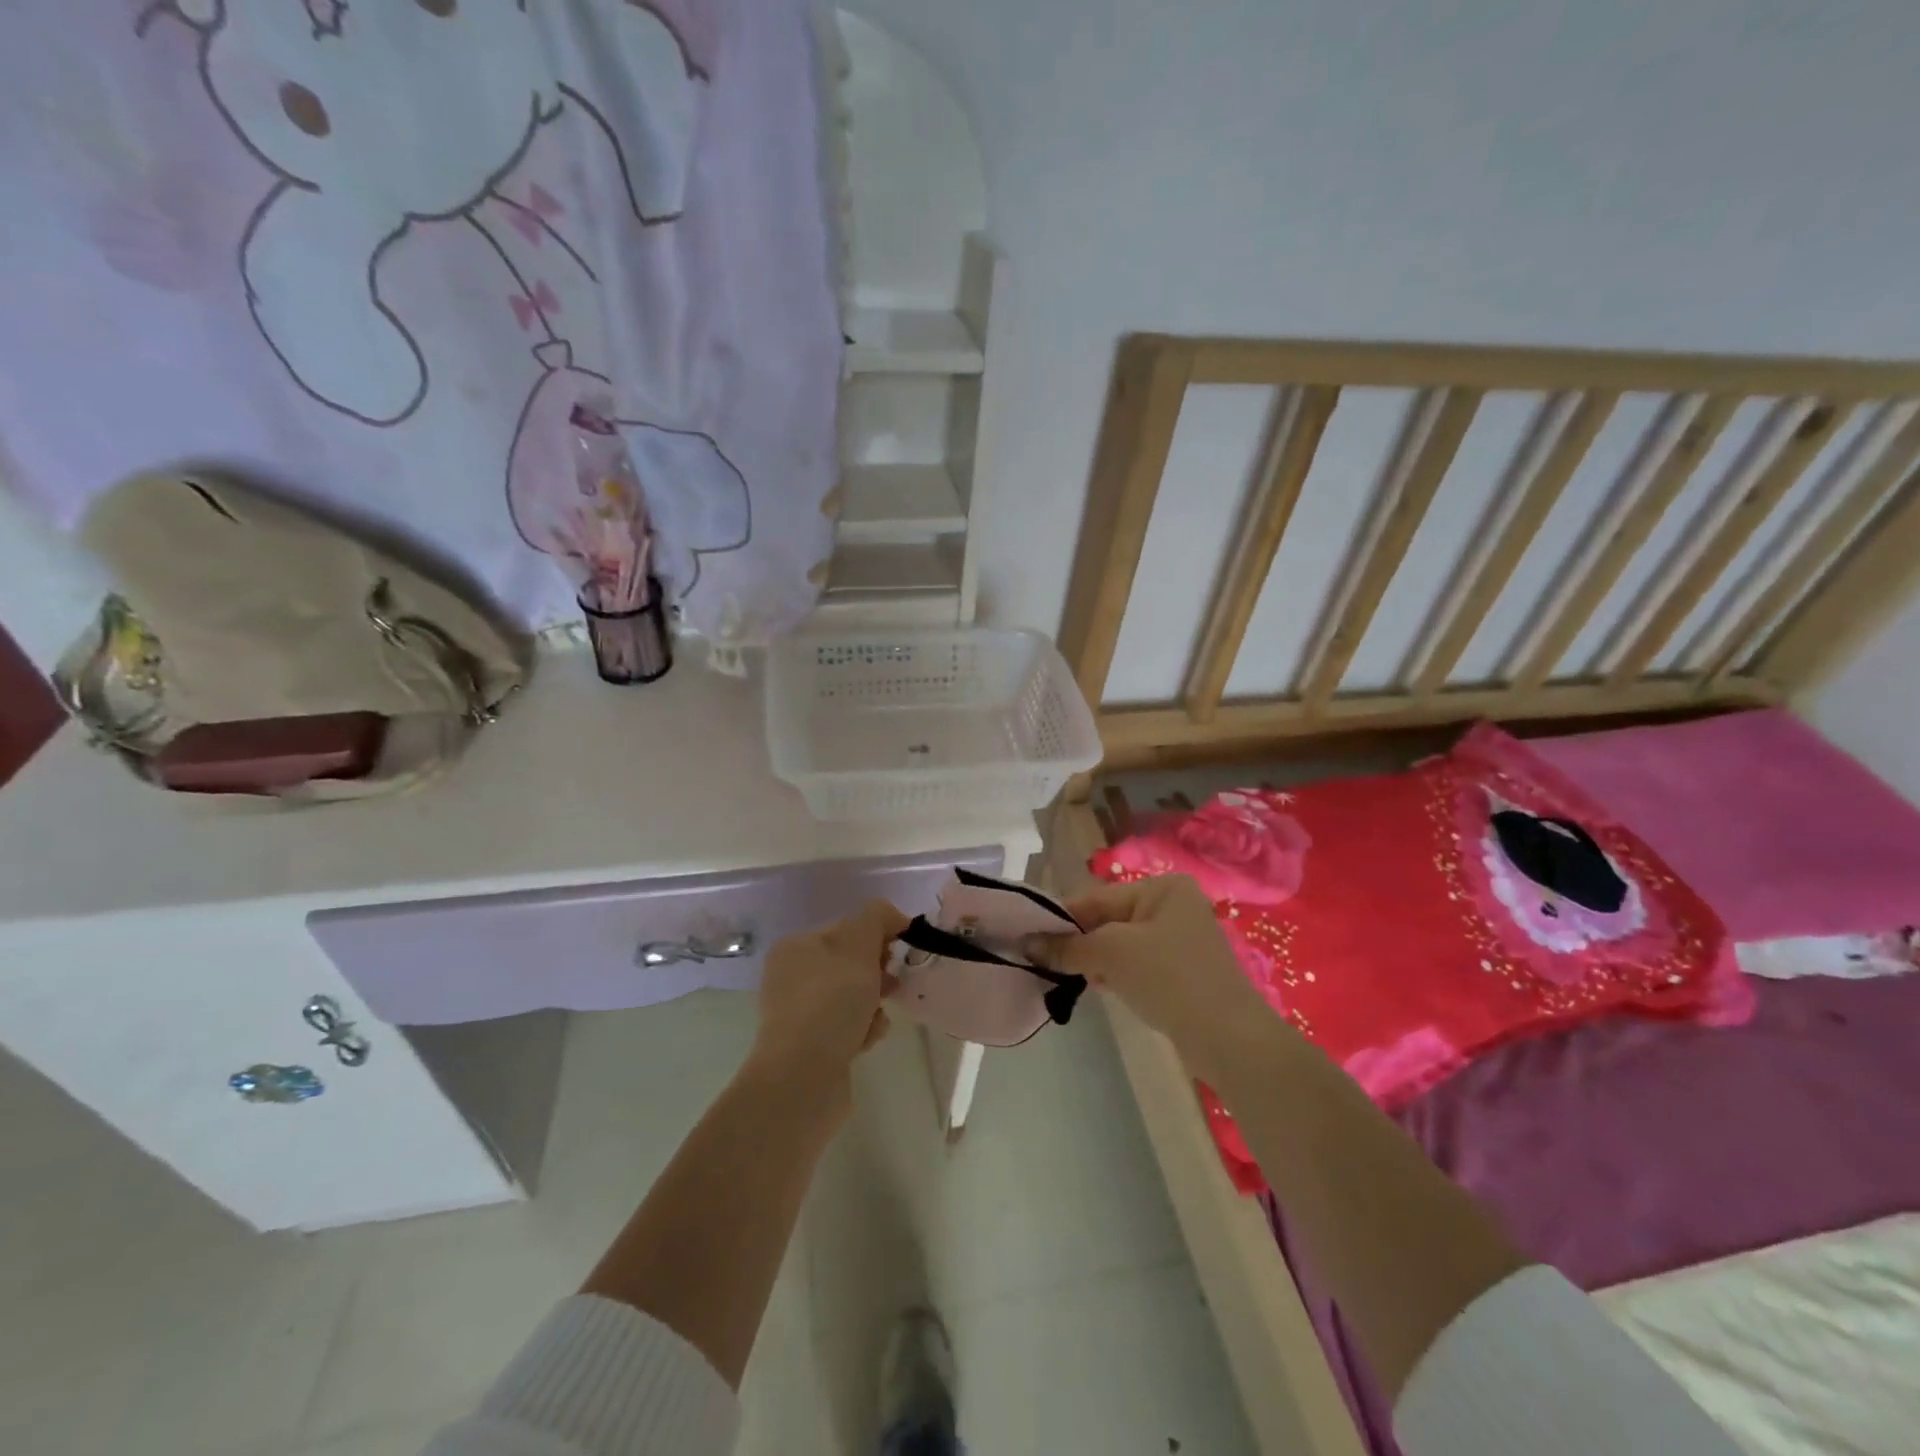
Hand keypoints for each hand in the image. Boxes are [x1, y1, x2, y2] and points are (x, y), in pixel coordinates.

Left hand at [750, 900, 907, 1090]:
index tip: (902, 948)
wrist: (803, 1078)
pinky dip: (864, 1029)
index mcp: (797, 947)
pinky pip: (848, 1026)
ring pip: (853, 997)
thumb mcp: (858, 945)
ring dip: (874, 1003)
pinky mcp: (811, 1046)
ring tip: (879, 1017)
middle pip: (851, 963)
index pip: (847, 928)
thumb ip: (876, 918)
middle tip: (892, 983)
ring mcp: (799, 1014)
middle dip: (878, 971)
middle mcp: (792, 977)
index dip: (878, 934)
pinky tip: (868, 1039)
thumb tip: (891, 915)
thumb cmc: (830, 1002)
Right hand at [1030, 875, 1281, 1078]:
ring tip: (1068, 977)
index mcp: (1162, 888)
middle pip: (1108, 920)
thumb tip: (1026, 944)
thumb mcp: (1111, 954)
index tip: (1027, 936)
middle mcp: (1173, 906)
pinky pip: (1137, 964)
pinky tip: (1101, 988)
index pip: (1097, 898)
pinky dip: (1116, 974)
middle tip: (1044, 961)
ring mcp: (1181, 940)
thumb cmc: (1169, 977)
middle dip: (1078, 942)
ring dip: (1095, 960)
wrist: (1229, 1037)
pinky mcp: (1182, 972)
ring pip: (1120, 945)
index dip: (1061, 918)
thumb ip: (1067, 946)